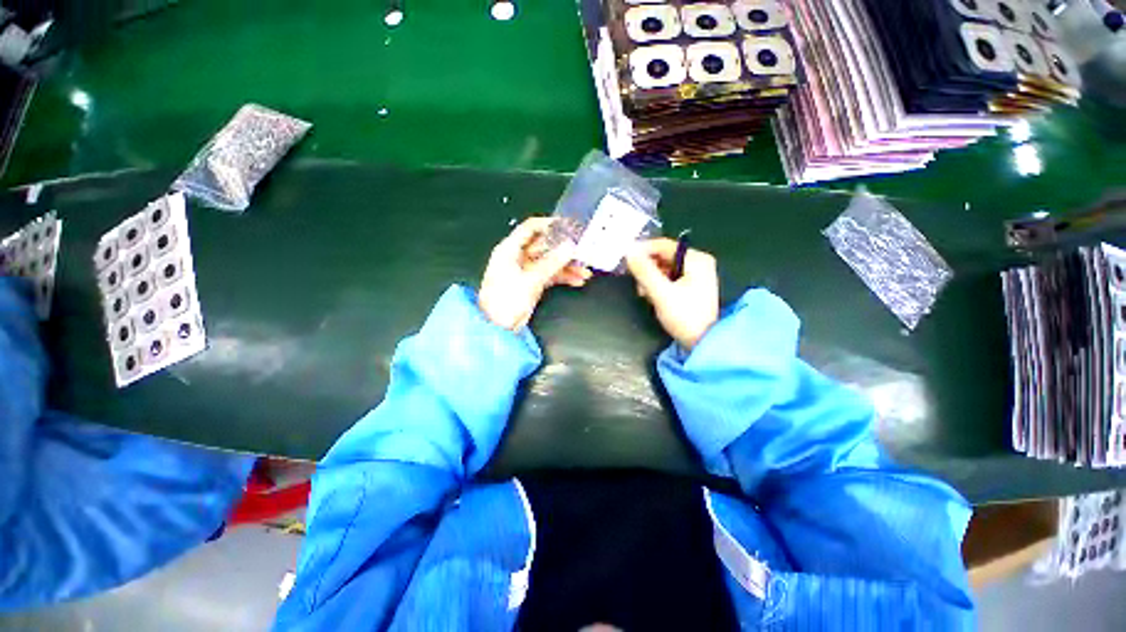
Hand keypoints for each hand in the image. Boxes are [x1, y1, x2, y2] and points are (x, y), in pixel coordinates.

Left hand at [478, 217, 590, 330]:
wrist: (498, 327)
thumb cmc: (506, 300)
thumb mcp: (531, 279)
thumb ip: (552, 263)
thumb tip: (570, 246)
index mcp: (510, 250)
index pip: (530, 228)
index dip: (549, 225)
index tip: (568, 226)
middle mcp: (518, 257)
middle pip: (544, 246)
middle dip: (563, 249)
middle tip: (582, 250)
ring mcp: (526, 271)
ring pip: (550, 262)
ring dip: (566, 266)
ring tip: (584, 270)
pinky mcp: (532, 284)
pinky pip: (550, 275)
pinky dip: (563, 277)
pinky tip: (577, 280)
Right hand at [626, 238, 718, 349]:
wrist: (702, 343)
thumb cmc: (684, 316)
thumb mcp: (661, 293)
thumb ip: (644, 271)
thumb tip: (629, 252)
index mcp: (696, 259)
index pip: (663, 245)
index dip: (642, 250)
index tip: (625, 259)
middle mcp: (697, 263)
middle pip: (663, 257)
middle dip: (647, 269)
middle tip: (636, 282)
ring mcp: (695, 275)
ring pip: (663, 268)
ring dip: (650, 278)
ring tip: (644, 293)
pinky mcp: (690, 287)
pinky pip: (668, 278)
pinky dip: (657, 285)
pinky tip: (651, 296)